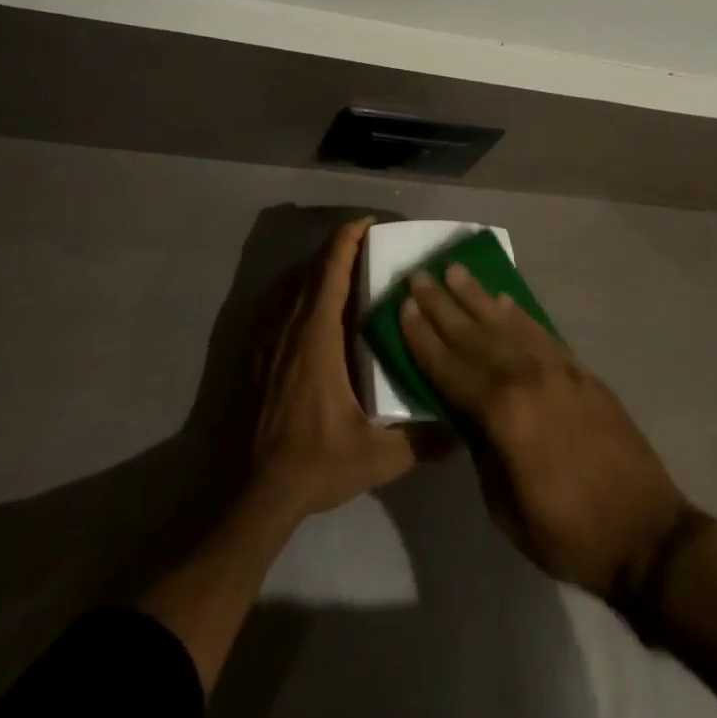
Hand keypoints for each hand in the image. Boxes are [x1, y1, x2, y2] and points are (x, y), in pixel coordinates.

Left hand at [248, 218, 420, 517]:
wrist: (255, 494)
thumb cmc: (315, 464)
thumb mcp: (377, 458)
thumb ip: (422, 441)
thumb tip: (462, 429)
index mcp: (316, 337)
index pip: (330, 270)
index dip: (347, 239)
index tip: (371, 223)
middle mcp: (289, 327)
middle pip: (312, 268)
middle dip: (339, 246)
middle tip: (371, 242)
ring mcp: (268, 339)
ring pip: (293, 282)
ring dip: (319, 265)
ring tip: (349, 266)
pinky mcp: (256, 353)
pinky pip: (279, 302)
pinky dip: (300, 287)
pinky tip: (317, 302)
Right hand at [398, 265, 690, 598]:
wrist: (645, 532)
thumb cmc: (566, 533)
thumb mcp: (503, 505)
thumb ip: (479, 447)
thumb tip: (462, 409)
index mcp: (502, 413)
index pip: (449, 366)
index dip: (423, 337)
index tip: (402, 306)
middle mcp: (527, 377)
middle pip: (474, 334)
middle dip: (442, 304)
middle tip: (418, 274)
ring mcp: (558, 369)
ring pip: (507, 323)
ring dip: (477, 296)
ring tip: (454, 270)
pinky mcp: (581, 371)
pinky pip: (541, 332)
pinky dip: (519, 314)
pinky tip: (504, 300)